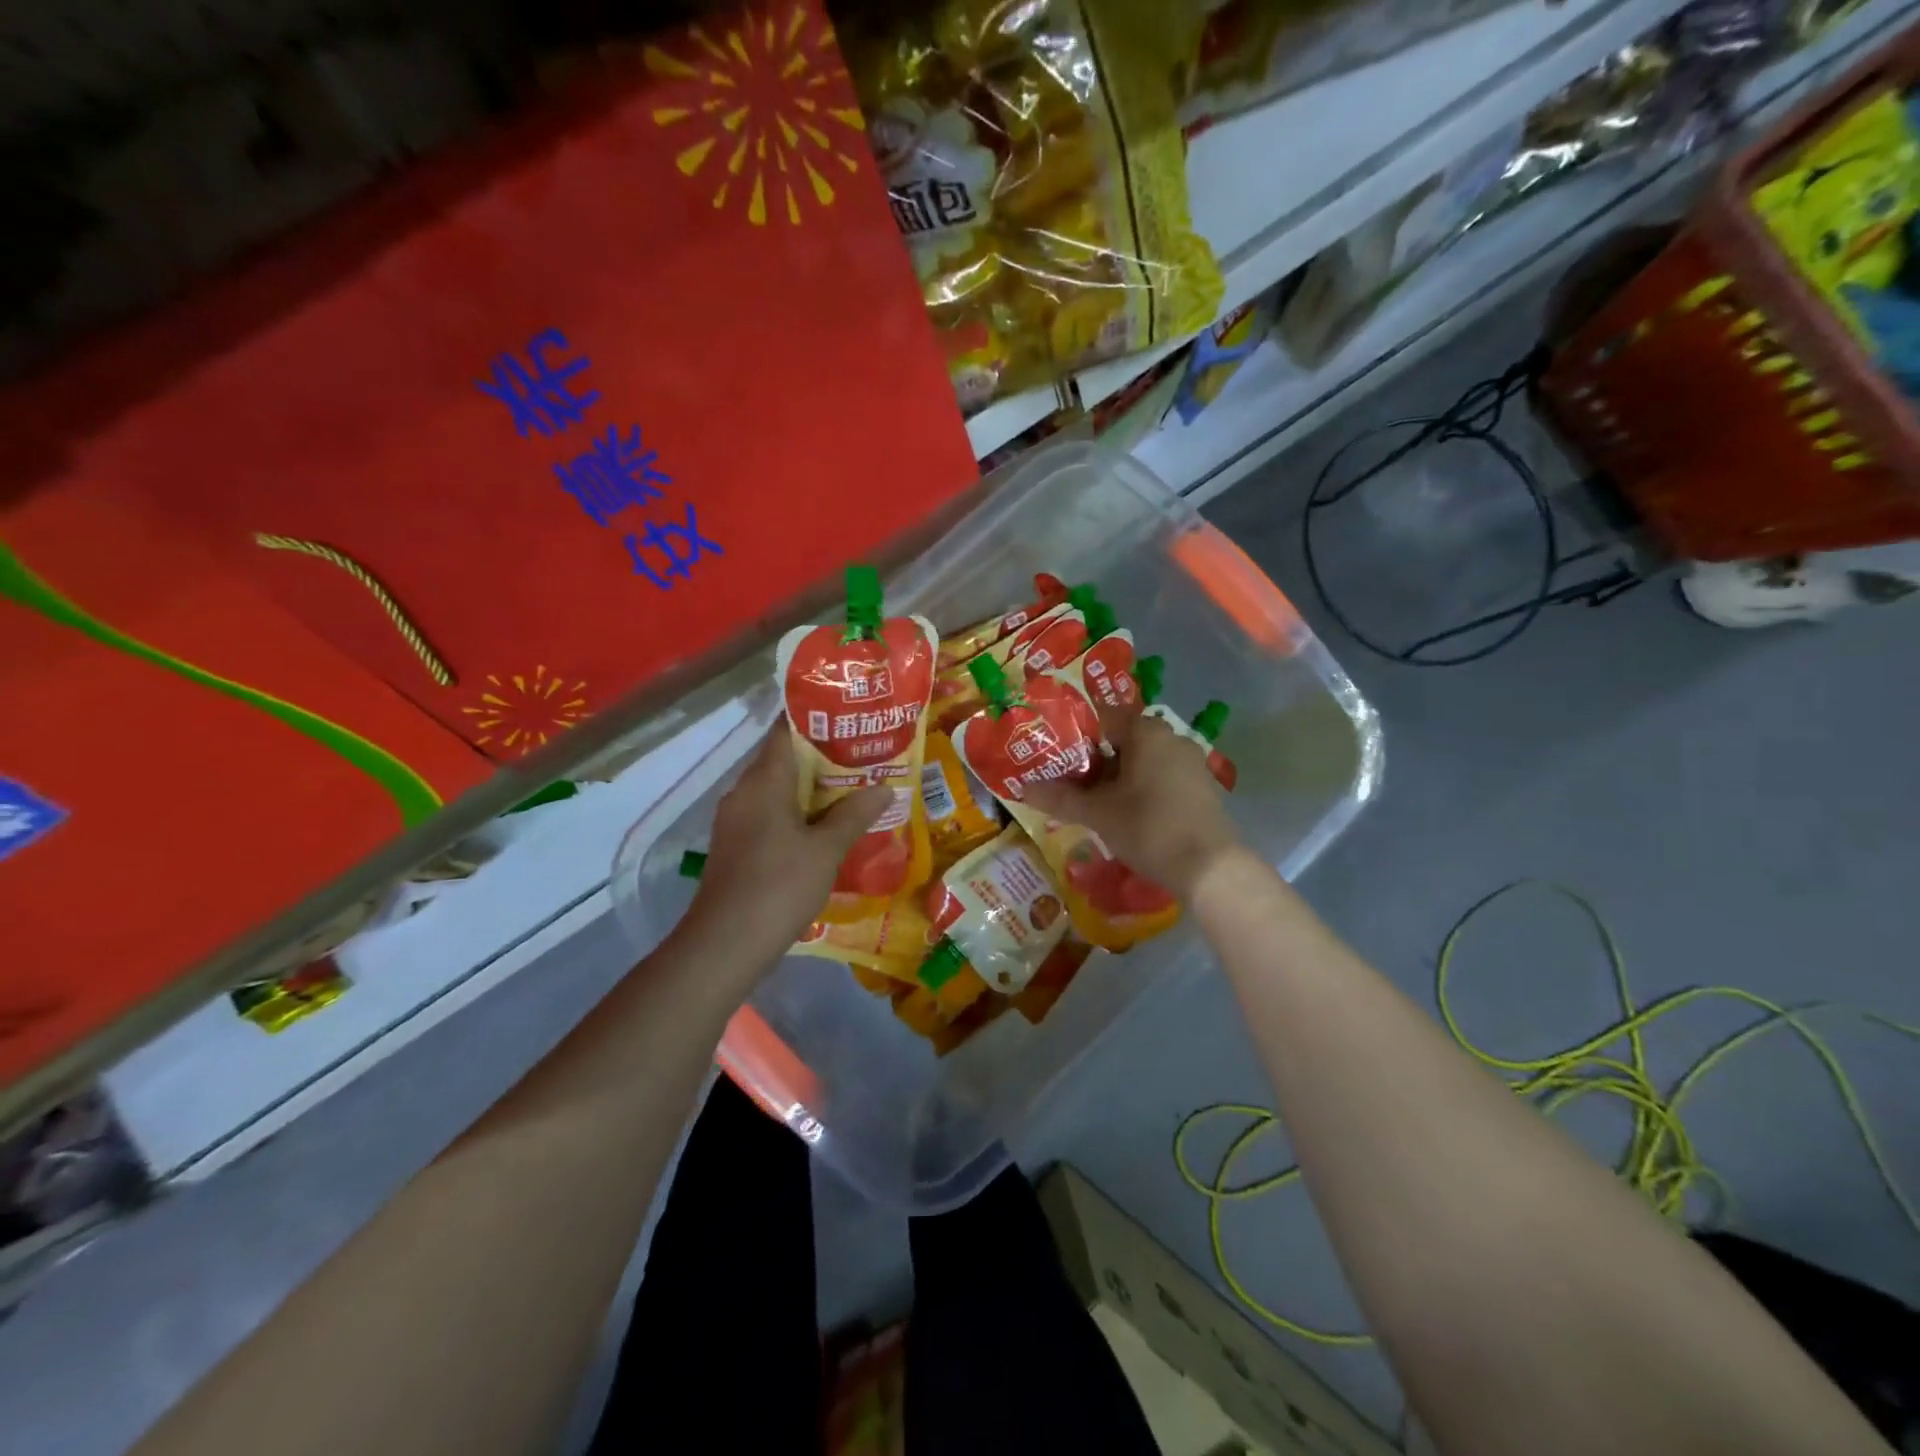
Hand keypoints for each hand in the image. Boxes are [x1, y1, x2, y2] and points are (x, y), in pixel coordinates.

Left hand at [681, 728, 889, 969]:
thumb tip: (884, 787)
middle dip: (824, 757)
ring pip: (779, 790)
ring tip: (856, 789)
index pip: (786, 730)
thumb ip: (855, 814)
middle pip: (785, 760)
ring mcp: (737, 821)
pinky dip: (799, 814)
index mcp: (764, 780)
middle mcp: (745, 792)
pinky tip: (827, 829)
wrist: (726, 943)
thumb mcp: (826, 849)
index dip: (817, 720)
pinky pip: (771, 815)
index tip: (850, 719)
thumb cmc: (779, 885)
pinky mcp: (737, 846)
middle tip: (866, 756)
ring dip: (814, 789)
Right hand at [1024, 710, 1243, 900]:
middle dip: (1092, 760)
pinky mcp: (1200, 787)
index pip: (1101, 717)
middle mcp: (1171, 737)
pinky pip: (1160, 777)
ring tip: (1090, 802)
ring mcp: (1190, 762)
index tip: (1053, 755)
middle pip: (1121, 739)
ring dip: (1115, 777)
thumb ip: (1059, 798)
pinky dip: (1139, 788)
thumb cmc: (1149, 827)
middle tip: (1066, 782)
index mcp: (1146, 731)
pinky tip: (1125, 814)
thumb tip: (1022, 789)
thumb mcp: (1097, 813)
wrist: (1210, 868)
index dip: (1073, 735)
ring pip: (1141, 760)